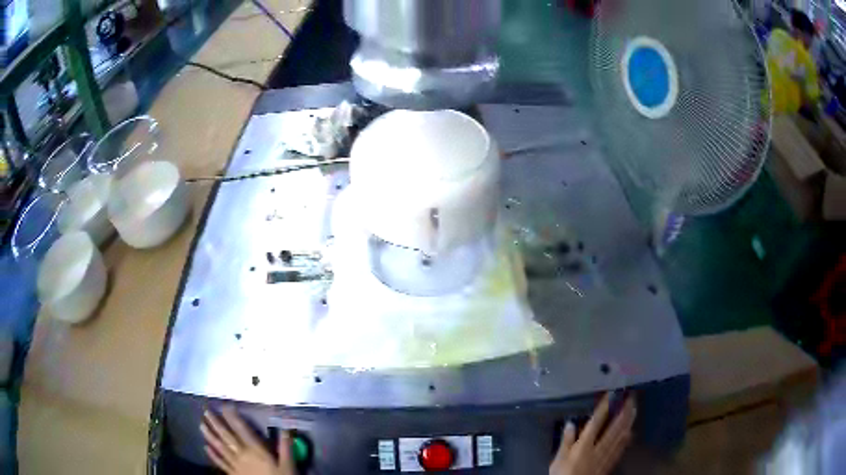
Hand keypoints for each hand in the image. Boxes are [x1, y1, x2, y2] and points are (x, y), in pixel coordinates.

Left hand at [201, 406, 296, 474]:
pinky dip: (213, 455)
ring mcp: (235, 465)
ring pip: (220, 448)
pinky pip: (221, 463)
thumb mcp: (288, 464)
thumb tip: (286, 428)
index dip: (233, 417)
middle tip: (205, 411)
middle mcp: (242, 455)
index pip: (241, 430)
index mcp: (255, 450)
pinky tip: (206, 448)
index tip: (225, 405)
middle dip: (216, 423)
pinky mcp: (233, 474)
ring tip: (201, 425)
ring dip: (210, 436)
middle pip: (227, 437)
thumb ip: (285, 446)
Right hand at [550, 393, 635, 474]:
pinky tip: (630, 433)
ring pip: (620, 436)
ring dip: (628, 422)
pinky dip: (626, 439)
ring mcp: (606, 456)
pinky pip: (620, 449)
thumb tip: (571, 424)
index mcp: (584, 445)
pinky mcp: (609, 464)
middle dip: (623, 412)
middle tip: (631, 398)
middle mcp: (598, 448)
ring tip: (634, 410)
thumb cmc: (562, 474)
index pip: (596, 423)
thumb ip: (566, 442)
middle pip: (614, 427)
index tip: (611, 394)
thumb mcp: (558, 459)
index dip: (604, 408)